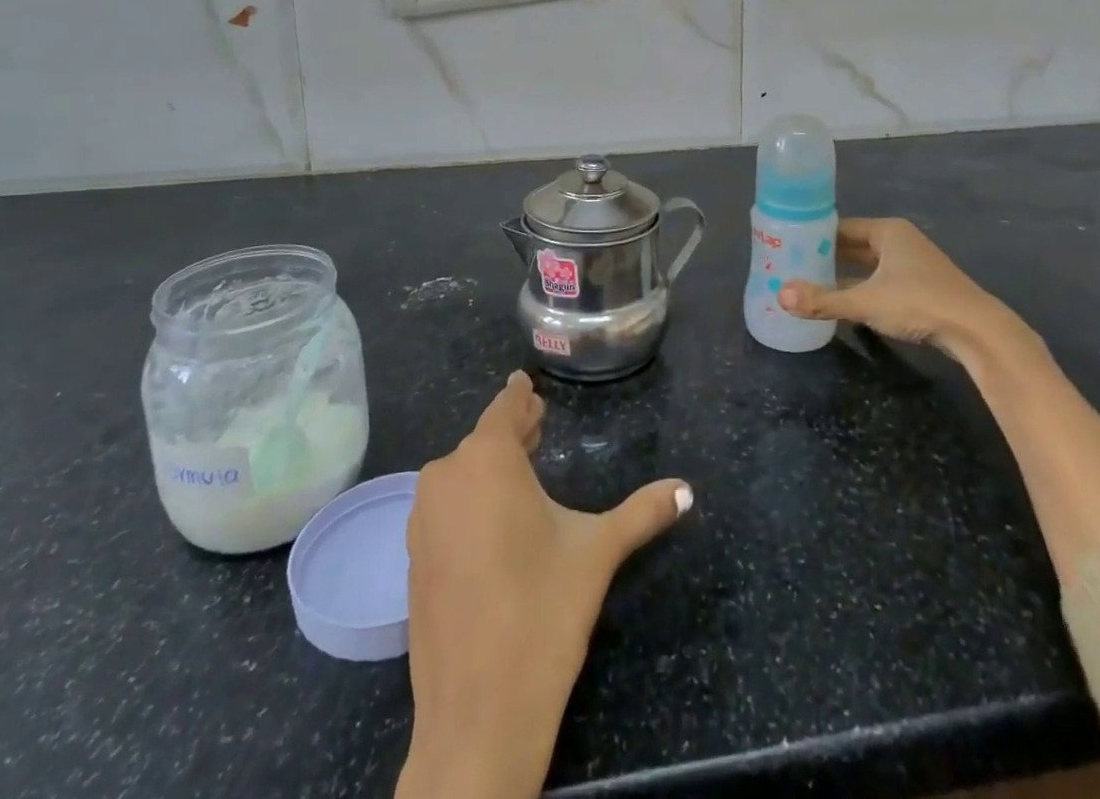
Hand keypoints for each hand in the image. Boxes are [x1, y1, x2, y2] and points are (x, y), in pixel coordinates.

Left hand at [397, 372, 692, 798]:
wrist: (477, 715)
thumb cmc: (541, 613)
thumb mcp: (597, 553)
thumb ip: (642, 513)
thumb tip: (687, 489)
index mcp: (487, 460)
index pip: (504, 408)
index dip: (519, 396)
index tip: (527, 383)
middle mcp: (446, 477)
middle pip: (483, 440)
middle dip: (512, 431)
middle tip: (539, 425)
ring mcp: (422, 519)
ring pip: (461, 473)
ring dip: (490, 466)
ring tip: (522, 470)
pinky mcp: (412, 558)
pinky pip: (446, 507)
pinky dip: (470, 499)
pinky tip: (495, 521)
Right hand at [779, 217, 1043, 372]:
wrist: (978, 332)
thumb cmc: (919, 303)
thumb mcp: (865, 302)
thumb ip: (823, 300)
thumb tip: (780, 296)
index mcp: (887, 231)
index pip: (840, 226)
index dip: (814, 235)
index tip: (786, 244)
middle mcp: (900, 241)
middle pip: (853, 244)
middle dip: (825, 254)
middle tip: (792, 264)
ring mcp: (913, 264)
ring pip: (867, 264)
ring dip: (843, 272)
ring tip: (810, 282)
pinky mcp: (922, 287)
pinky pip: (880, 279)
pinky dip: (861, 286)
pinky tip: (843, 300)